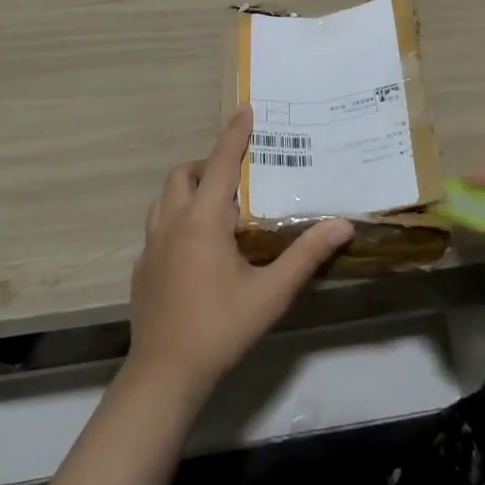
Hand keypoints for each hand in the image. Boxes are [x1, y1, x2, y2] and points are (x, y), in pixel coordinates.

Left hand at [127, 108, 353, 400]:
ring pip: (164, 197)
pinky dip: (175, 218)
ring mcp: (150, 245)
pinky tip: (194, 248)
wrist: (164, 376)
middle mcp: (172, 222)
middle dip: (207, 163)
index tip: (246, 107)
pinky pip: (157, 225)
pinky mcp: (141, 267)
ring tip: (215, 206)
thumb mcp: (271, 293)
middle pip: (183, 173)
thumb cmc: (221, 328)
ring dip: (187, 189)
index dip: (234, 133)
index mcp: (203, 220)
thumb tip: (343, 224)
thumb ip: (306, 255)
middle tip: (235, 176)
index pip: (220, 162)